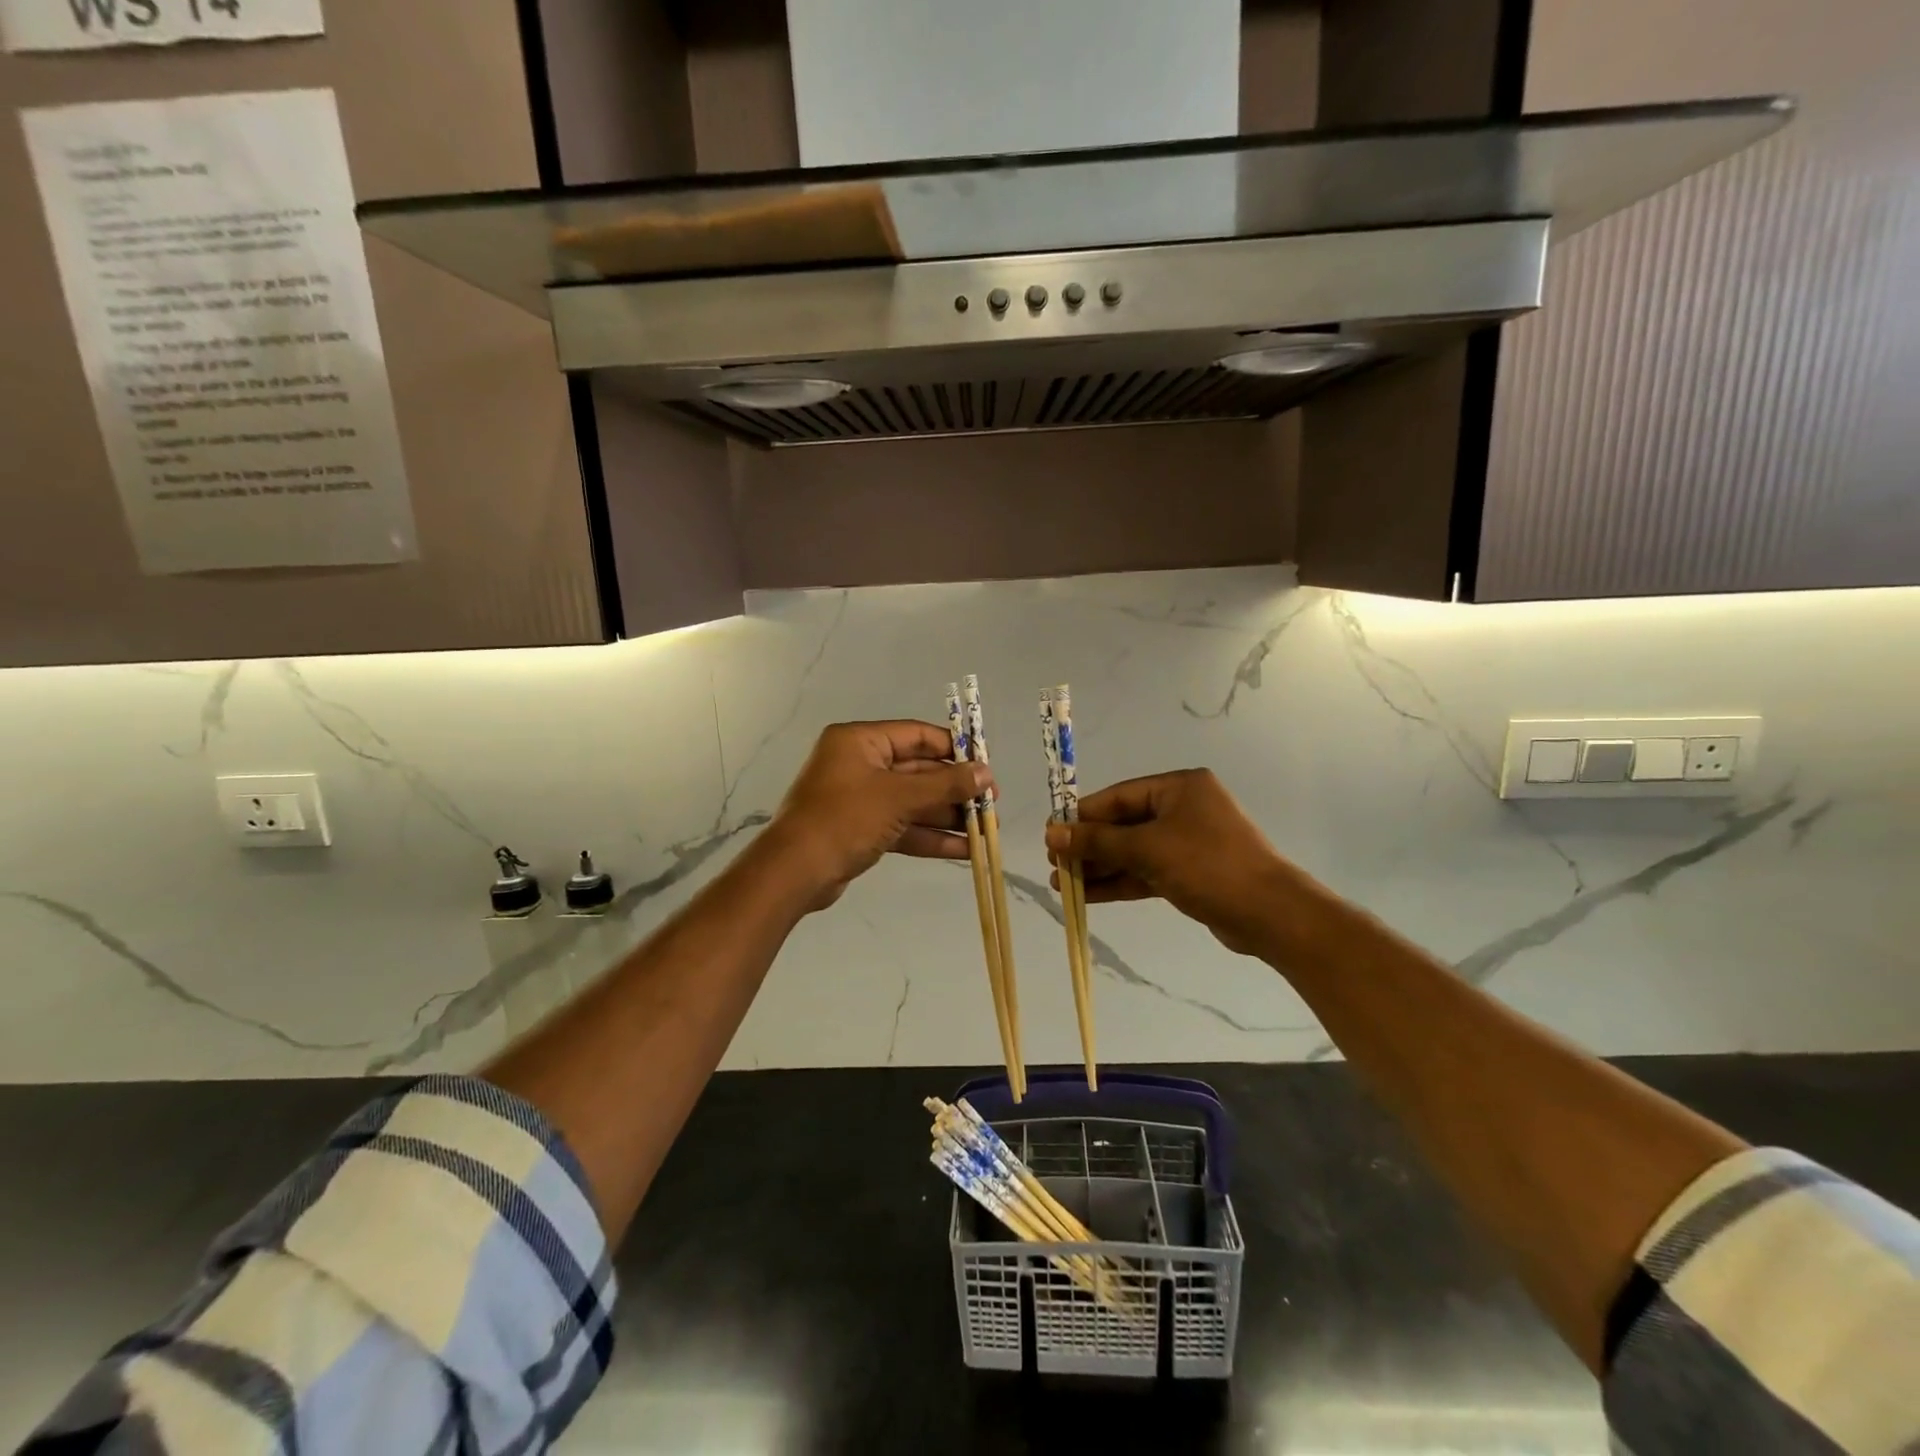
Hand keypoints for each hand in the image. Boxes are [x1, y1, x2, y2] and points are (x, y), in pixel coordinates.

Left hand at [765, 721, 990, 911]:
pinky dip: (930, 836)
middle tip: (990, 804)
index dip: (954, 749)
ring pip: (913, 802)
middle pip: (919, 771)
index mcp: (861, 741)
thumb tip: (985, 773)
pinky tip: (964, 849)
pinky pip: (903, 826)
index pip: (917, 735)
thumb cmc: (845, 819)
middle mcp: (860, 764)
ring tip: (985, 830)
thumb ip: (945, 785)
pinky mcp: (862, 829)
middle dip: (955, 789)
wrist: (795, 872)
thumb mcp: (898, 797)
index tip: (985, 766)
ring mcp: (861, 799)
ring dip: (947, 816)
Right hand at [1044, 768, 1304, 955]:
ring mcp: (1187, 843)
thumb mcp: (1148, 848)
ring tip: (1061, 884)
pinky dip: (1119, 881)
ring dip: (1099, 867)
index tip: (1051, 833)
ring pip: (1132, 851)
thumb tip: (1051, 832)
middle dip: (1088, 846)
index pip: (1118, 797)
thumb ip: (1098, 840)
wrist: (1270, 914)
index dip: (1082, 816)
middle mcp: (1182, 809)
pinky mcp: (1189, 873)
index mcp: (1178, 788)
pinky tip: (1088, 894)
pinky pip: (1145, 871)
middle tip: (1054, 863)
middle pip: (1123, 824)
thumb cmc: (1208, 866)